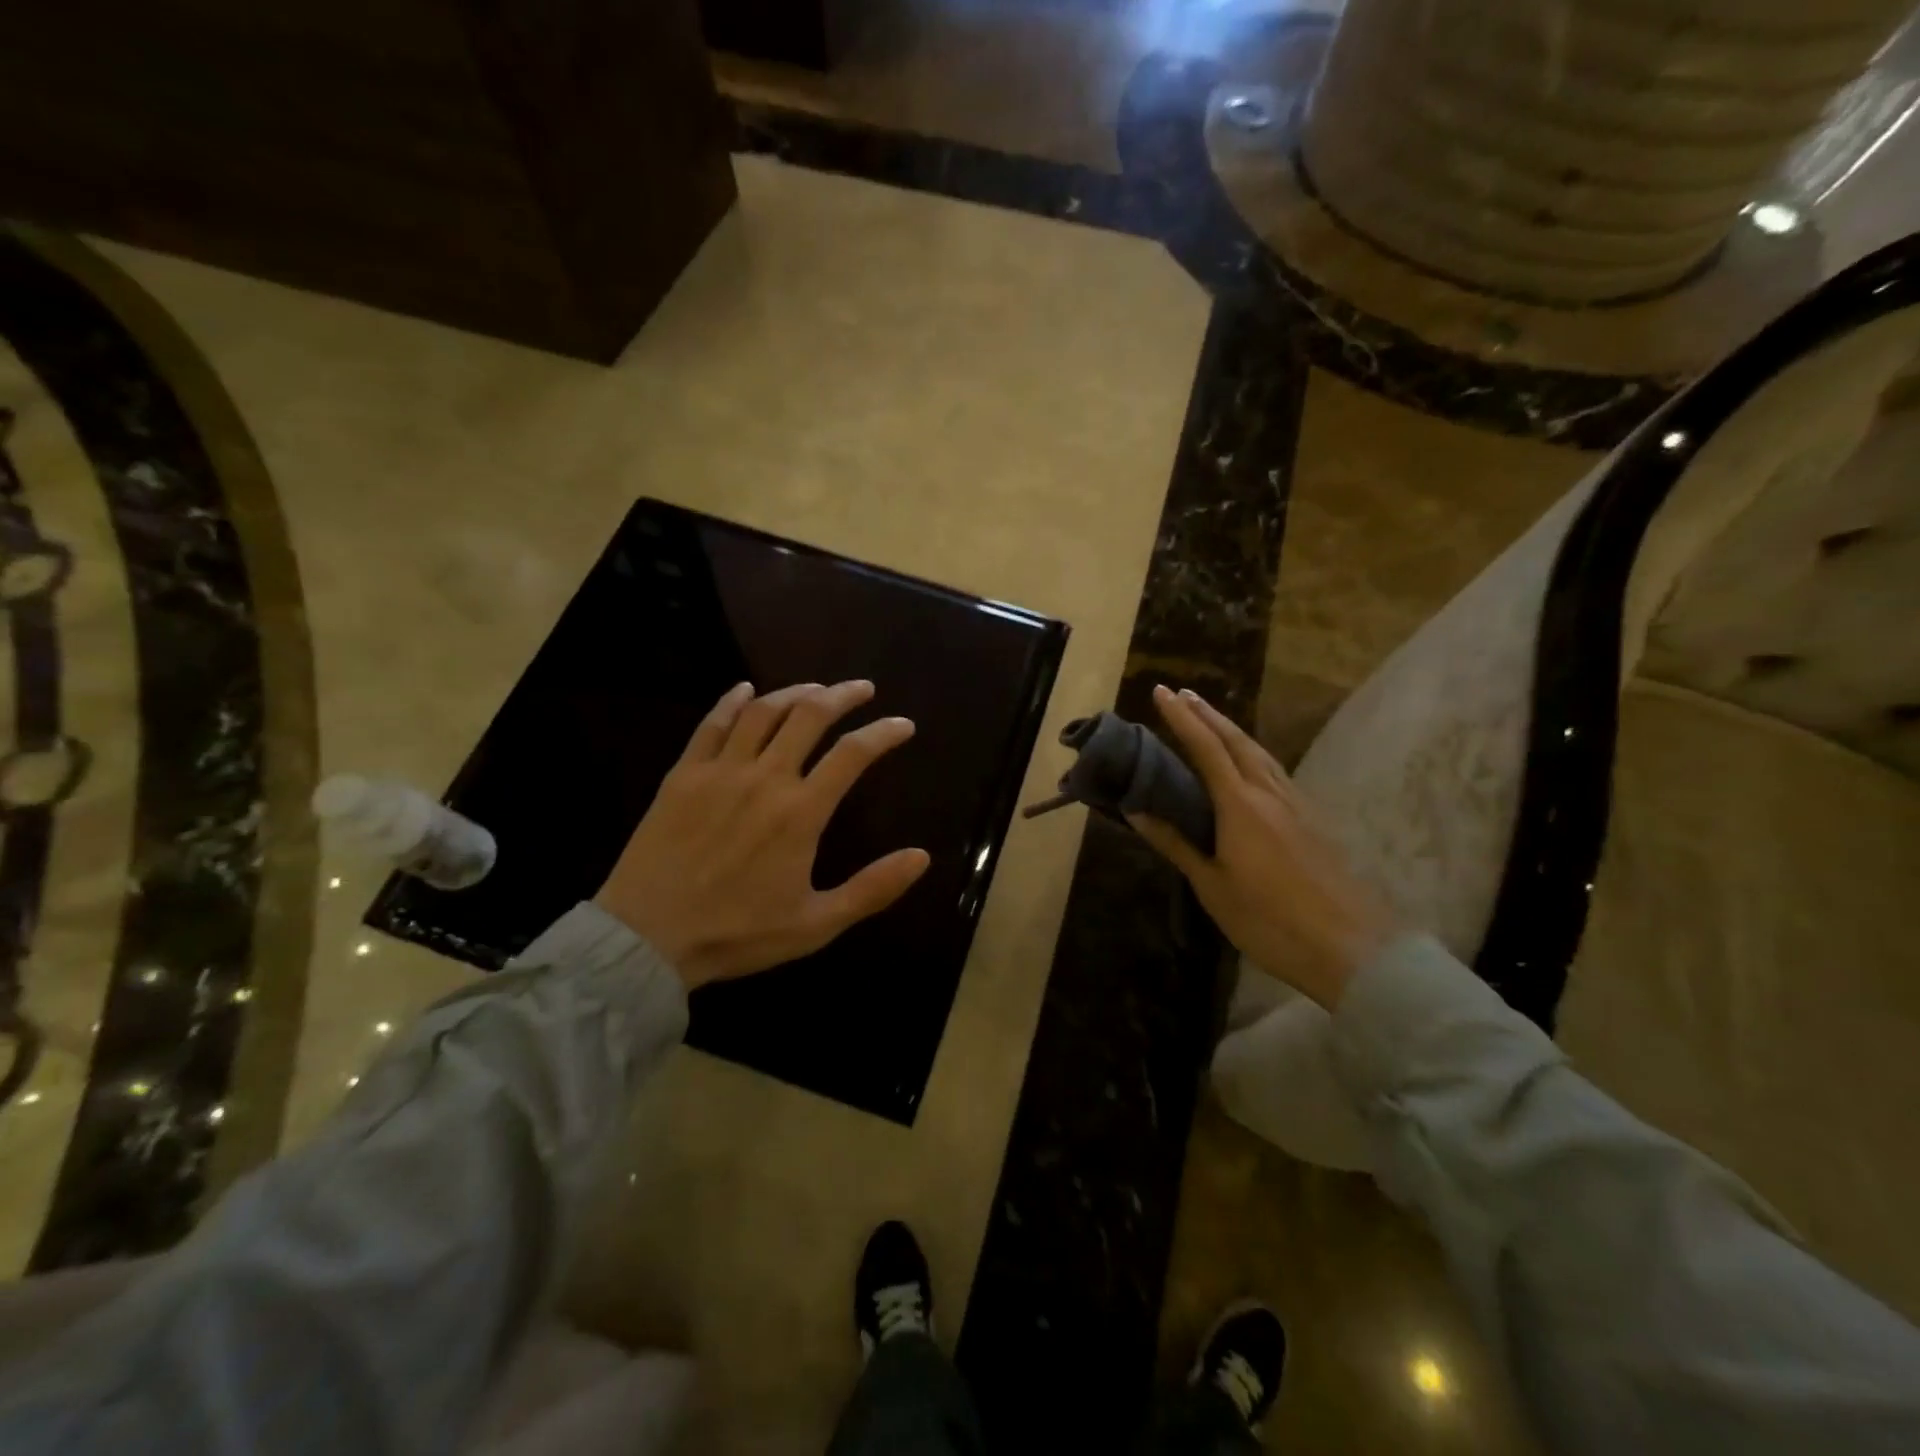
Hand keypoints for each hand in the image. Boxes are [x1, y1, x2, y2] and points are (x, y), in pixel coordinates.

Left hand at [595, 681, 930, 990]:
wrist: (648, 938)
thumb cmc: (738, 934)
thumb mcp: (816, 924)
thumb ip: (872, 889)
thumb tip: (922, 857)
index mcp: (801, 812)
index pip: (853, 754)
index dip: (883, 733)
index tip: (903, 725)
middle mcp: (765, 778)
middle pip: (810, 716)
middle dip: (842, 695)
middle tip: (862, 688)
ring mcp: (720, 771)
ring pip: (763, 711)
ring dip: (795, 692)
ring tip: (815, 689)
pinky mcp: (683, 775)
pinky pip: (712, 724)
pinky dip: (732, 701)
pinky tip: (746, 690)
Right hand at [1126, 685, 1393, 1008]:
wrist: (1350, 947)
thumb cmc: (1269, 919)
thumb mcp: (1212, 886)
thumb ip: (1176, 843)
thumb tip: (1136, 809)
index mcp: (1240, 805)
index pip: (1205, 748)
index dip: (1181, 718)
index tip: (1161, 692)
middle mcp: (1269, 793)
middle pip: (1237, 740)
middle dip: (1208, 714)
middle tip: (1183, 694)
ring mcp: (1296, 805)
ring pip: (1260, 753)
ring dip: (1232, 730)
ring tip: (1212, 718)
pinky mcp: (1312, 821)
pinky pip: (1275, 771)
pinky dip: (1252, 754)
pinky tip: (1250, 764)